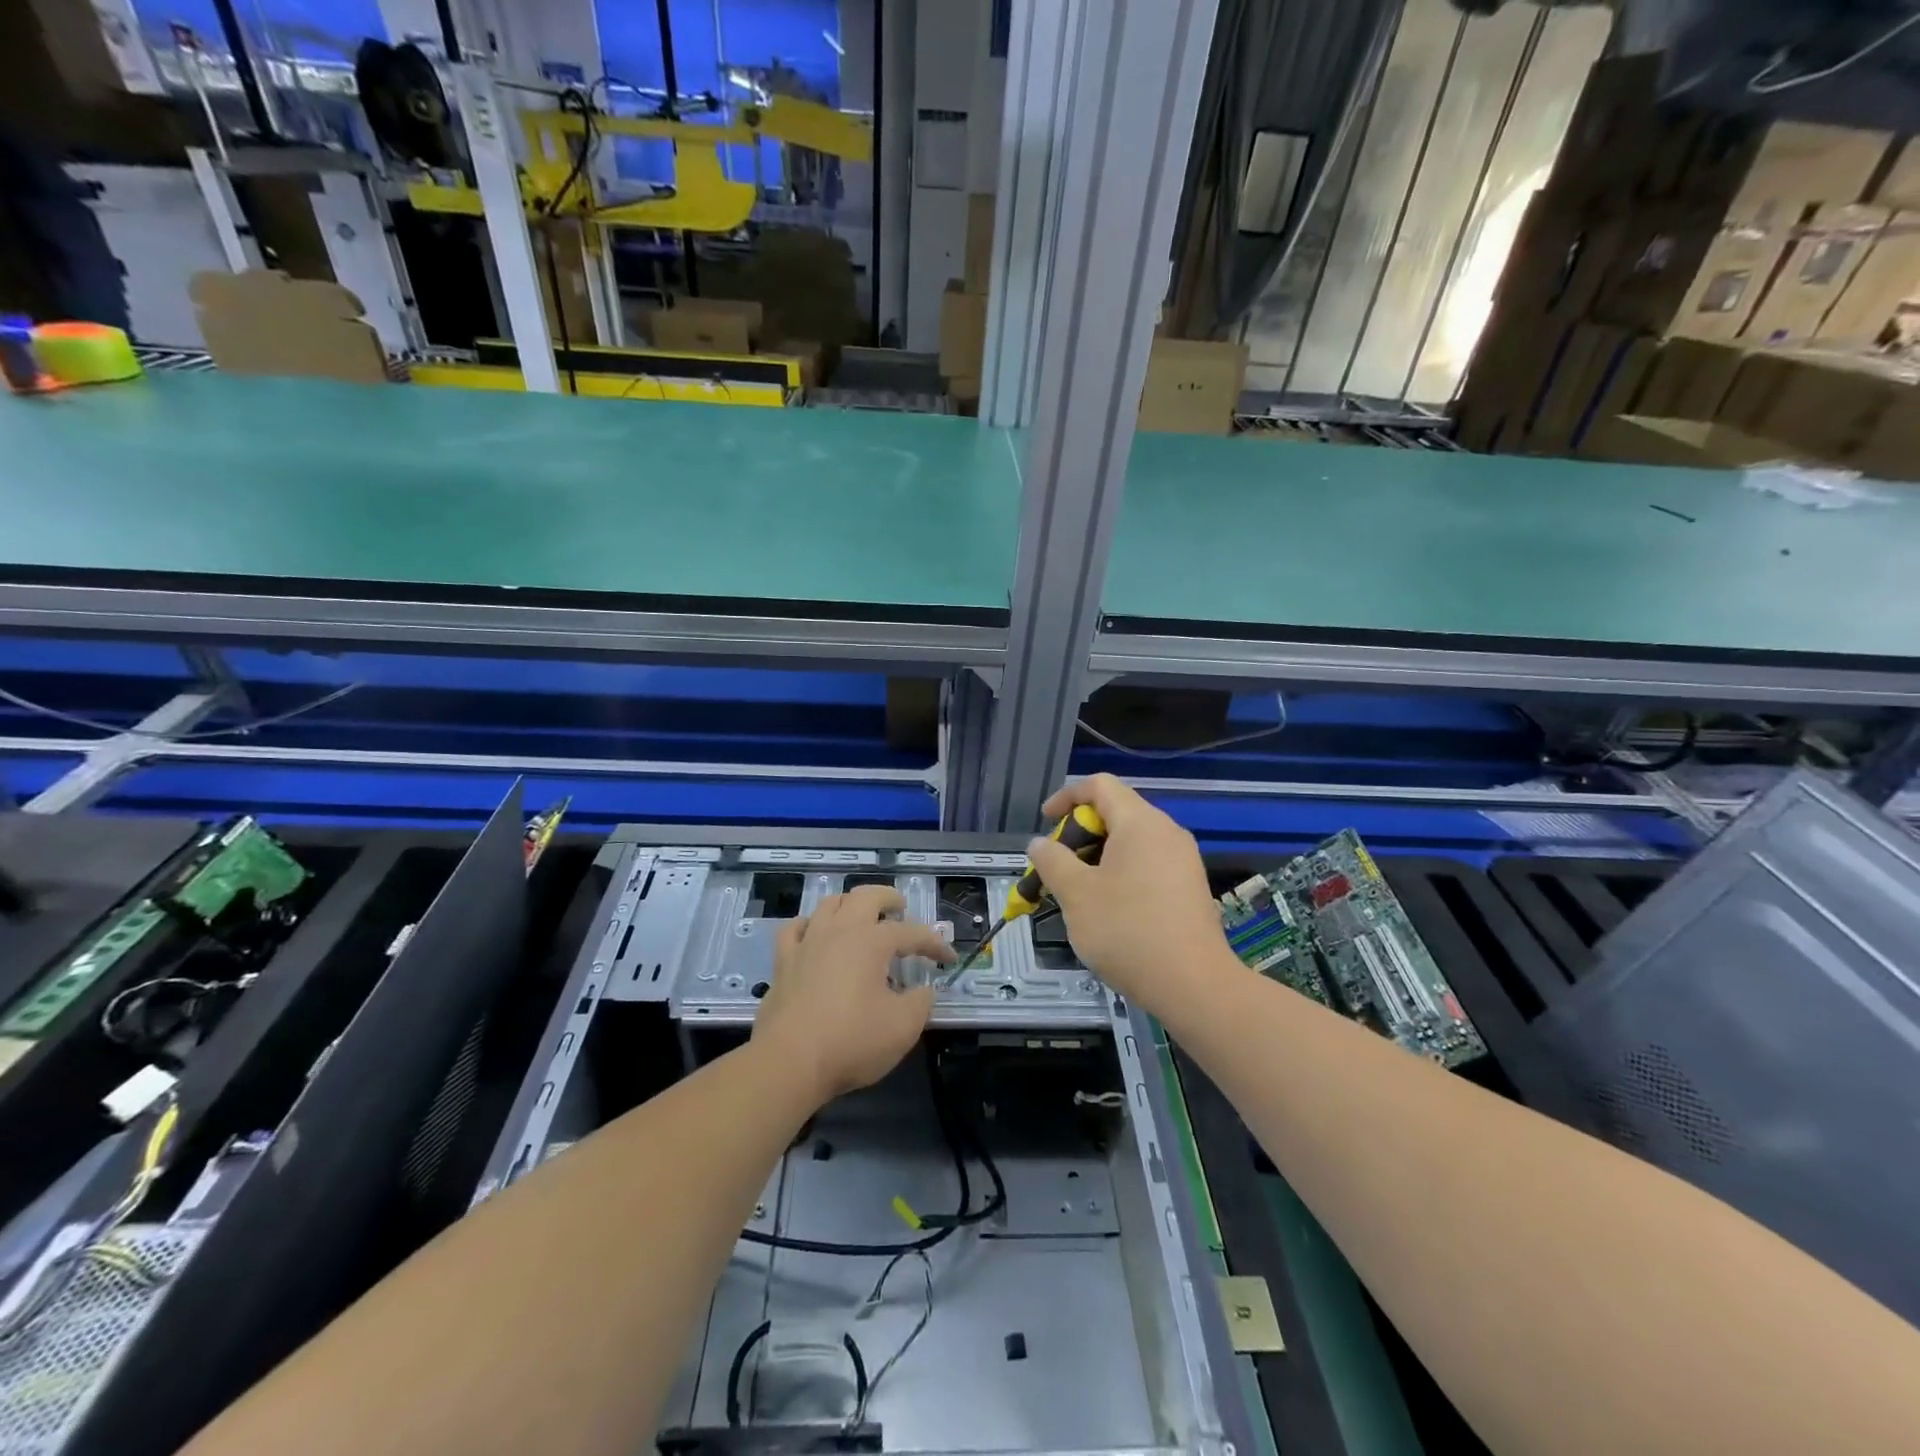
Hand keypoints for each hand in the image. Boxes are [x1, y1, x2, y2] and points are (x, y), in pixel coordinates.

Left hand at [752, 886, 952, 1104]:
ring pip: (829, 904)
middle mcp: (839, 932)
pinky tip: (814, 934)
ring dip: (850, 905)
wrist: (789, 1063)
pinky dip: (809, 925)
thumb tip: (924, 990)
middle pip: (865, 897)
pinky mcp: (783, 963)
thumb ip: (920, 1002)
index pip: (911, 932)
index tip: (948, 958)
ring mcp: (807, 944)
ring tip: (861, 918)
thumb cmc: (851, 1041)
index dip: (934, 943)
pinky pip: (794, 929)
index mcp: (871, 942)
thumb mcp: (903, 1027)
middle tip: (901, 909)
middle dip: (888, 898)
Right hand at [1027, 775, 1238, 1015]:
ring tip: (1078, 892)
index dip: (1067, 797)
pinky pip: (1148, 864)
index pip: (1100, 785)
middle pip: (1116, 812)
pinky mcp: (1190, 887)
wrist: (1194, 985)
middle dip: (1079, 834)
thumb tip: (1040, 844)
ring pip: (1131, 842)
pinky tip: (1110, 909)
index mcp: (1140, 823)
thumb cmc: (1127, 930)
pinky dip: (1121, 873)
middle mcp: (1166, 832)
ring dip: (1098, 857)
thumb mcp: (1076, 894)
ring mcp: (1183, 860)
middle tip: (1057, 867)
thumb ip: (1052, 861)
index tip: (1045, 822)